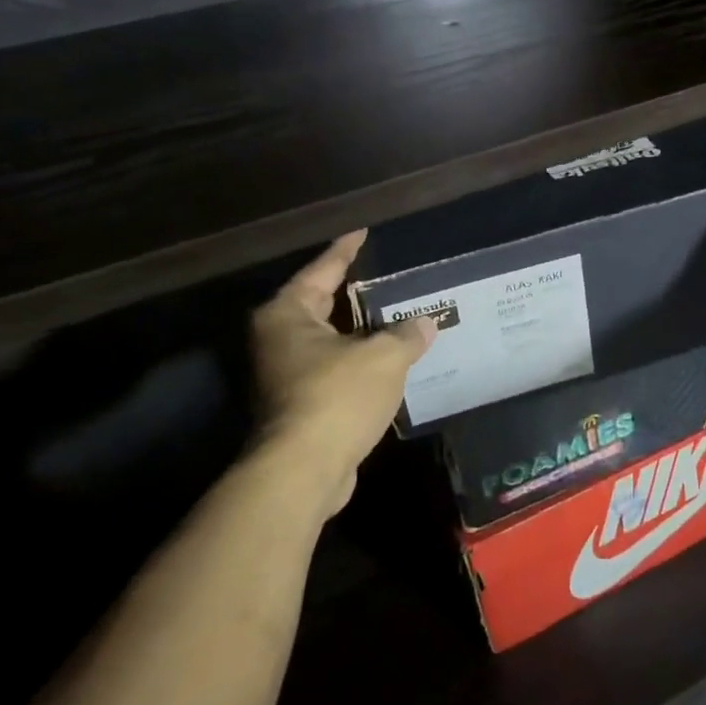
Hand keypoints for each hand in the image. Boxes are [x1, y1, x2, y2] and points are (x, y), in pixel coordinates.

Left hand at [249, 230, 435, 514]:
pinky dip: (361, 362)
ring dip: (362, 331)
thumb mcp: (383, 356)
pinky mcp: (301, 405)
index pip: (322, 269)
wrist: (303, 472)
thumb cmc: (337, 397)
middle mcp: (279, 340)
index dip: (346, 250)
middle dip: (355, 291)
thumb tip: (426, 323)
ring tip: (398, 314)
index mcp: (288, 315)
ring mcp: (286, 375)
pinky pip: (336, 369)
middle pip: (322, 304)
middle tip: (387, 273)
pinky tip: (391, 359)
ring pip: (331, 340)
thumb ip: (406, 334)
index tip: (362, 231)